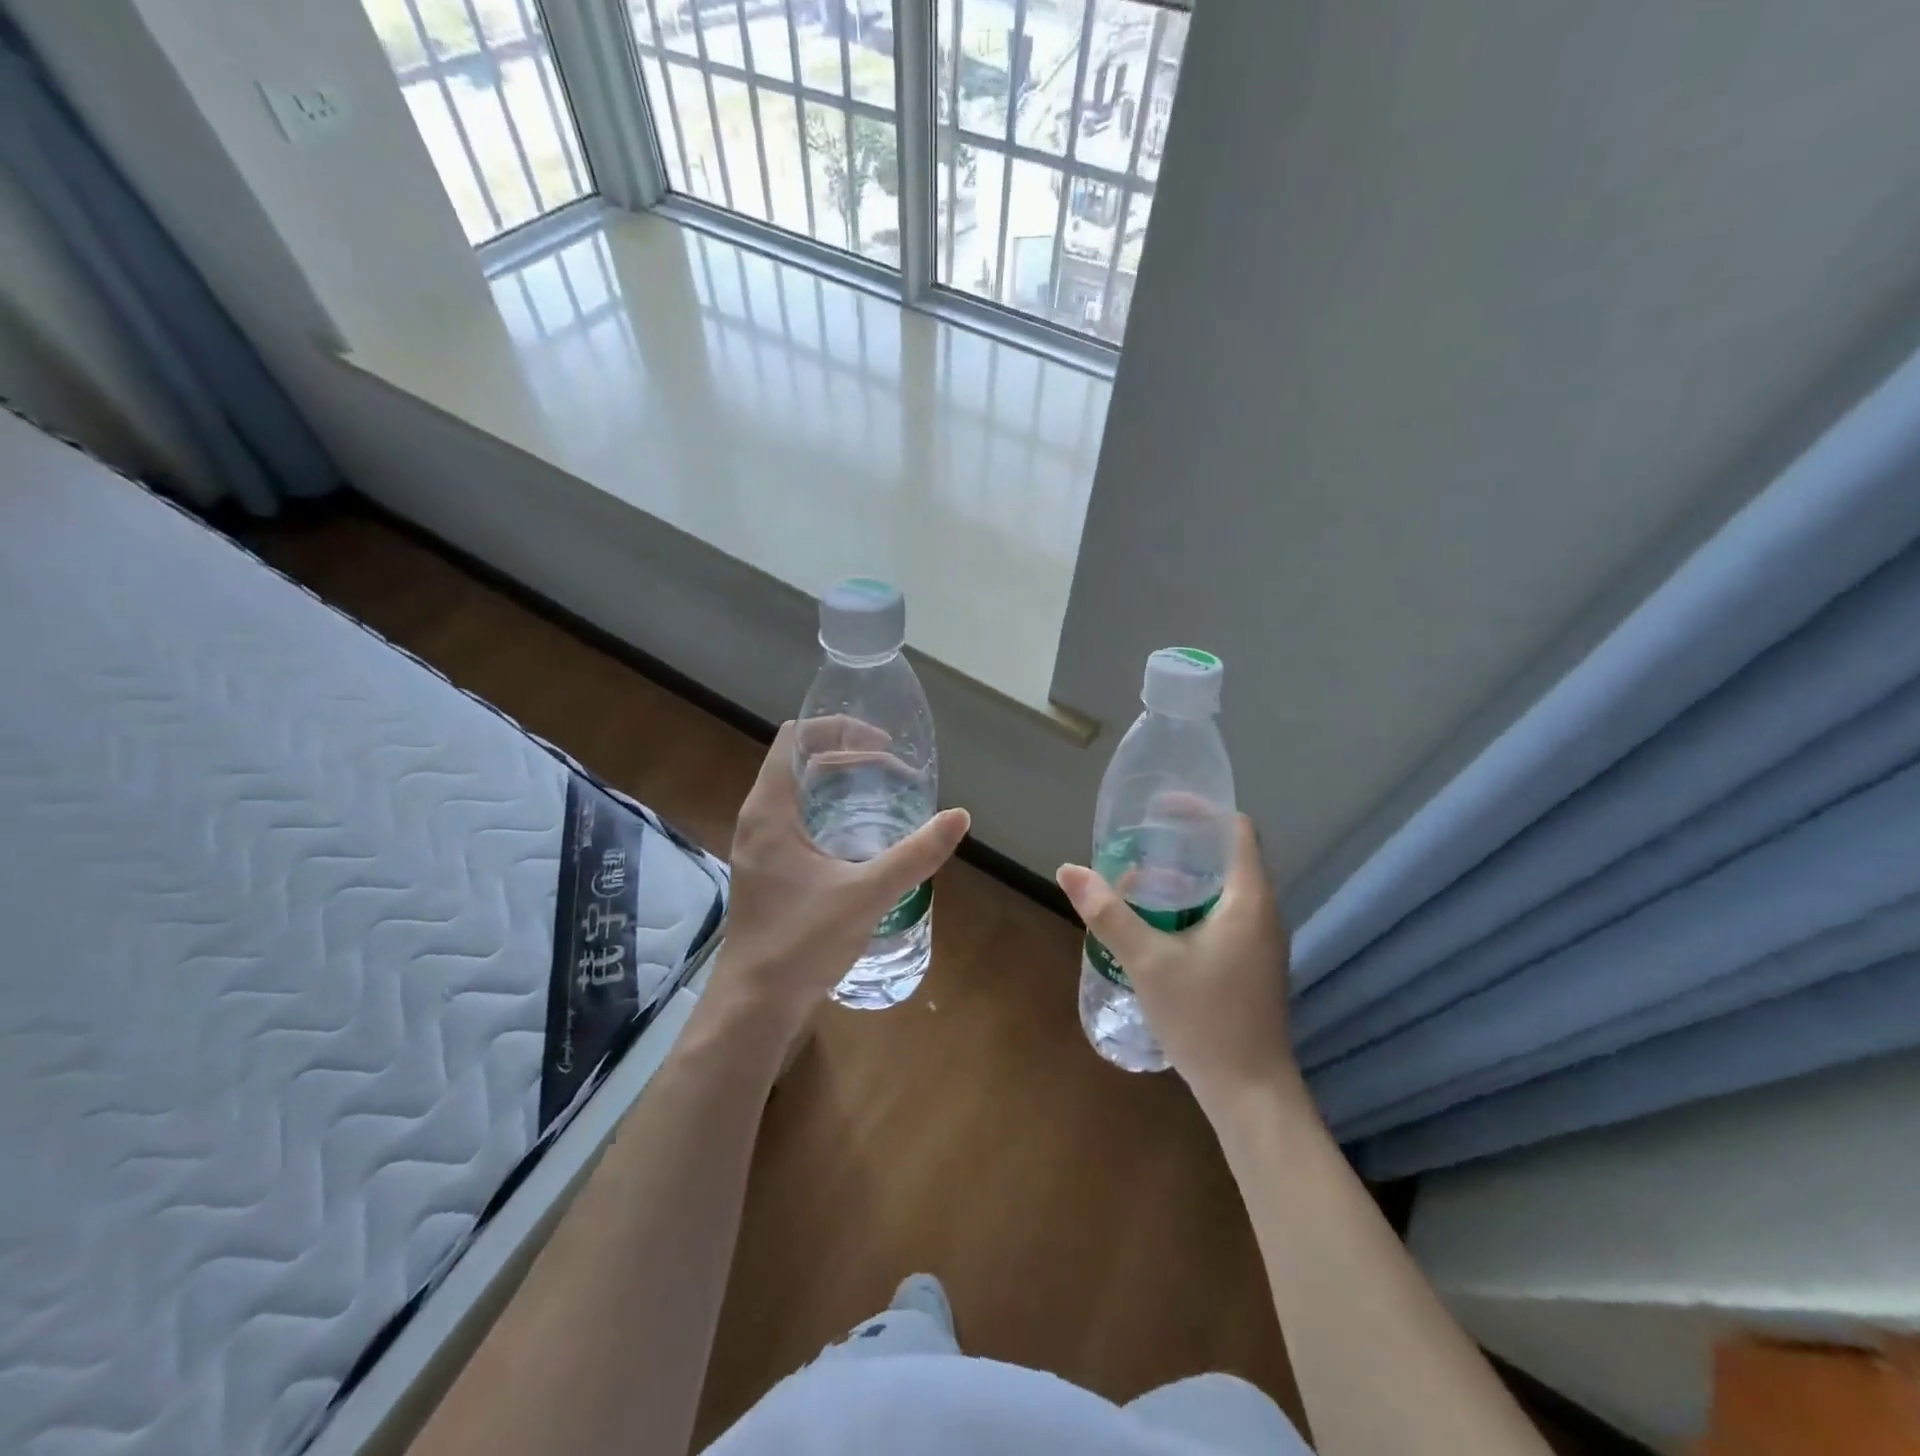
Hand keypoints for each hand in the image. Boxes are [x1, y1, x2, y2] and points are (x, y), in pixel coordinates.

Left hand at [706, 720, 969, 1046]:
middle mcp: (759, 820)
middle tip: (896, 772)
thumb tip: (959, 817)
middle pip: (801, 763)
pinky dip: (832, 815)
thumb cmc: (801, 943)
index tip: (881, 742)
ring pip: (801, 795)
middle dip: (850, 758)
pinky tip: (865, 839)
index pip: (795, 739)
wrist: (756, 1007)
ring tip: (887, 797)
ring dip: (841, 787)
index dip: (837, 728)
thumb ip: (915, 854)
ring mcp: (761, 848)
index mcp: (770, 811)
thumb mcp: (866, 894)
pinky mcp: (769, 872)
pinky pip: (800, 823)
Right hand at [1056, 815, 1296, 1113]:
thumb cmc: (1205, 1019)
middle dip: (1181, 847)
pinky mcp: (1253, 965)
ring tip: (1136, 886)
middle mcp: (1263, 912)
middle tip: (1136, 849)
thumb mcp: (1148, 962)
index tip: (1158, 810)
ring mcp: (1261, 942)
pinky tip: (1157, 928)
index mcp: (1249, 899)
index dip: (1200, 810)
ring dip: (1183, 880)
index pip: (1236, 829)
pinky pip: (1224, 915)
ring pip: (1223, 889)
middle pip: (1226, 857)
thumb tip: (1068, 870)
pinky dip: (1191, 906)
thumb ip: (1108, 913)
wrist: (1251, 1094)